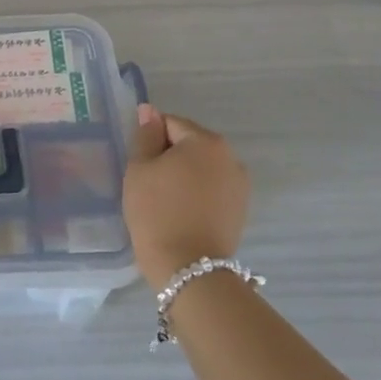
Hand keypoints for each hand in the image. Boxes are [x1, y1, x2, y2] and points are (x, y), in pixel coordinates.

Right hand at [122, 104, 251, 290]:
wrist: (188, 267)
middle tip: (149, 183)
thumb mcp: (140, 168)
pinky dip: (197, 192)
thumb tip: (149, 111)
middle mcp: (230, 156)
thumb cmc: (157, 211)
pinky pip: (212, 187)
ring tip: (166, 200)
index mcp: (205, 141)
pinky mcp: (241, 208)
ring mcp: (240, 184)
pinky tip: (182, 212)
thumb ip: (145, 135)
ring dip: (184, 174)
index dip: (150, 140)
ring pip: (202, 166)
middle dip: (169, 156)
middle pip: (189, 143)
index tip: (140, 165)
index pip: (169, 123)